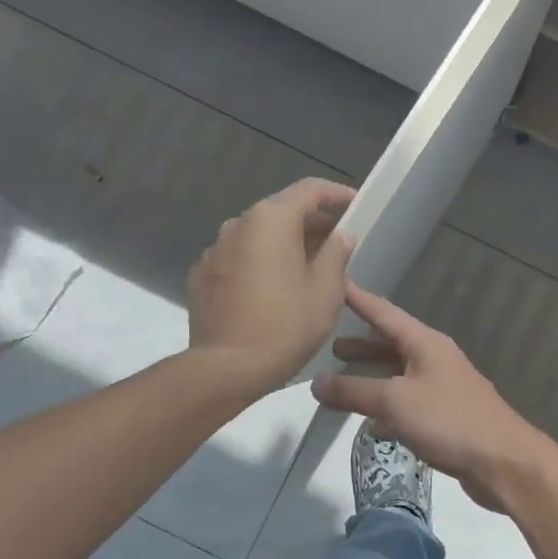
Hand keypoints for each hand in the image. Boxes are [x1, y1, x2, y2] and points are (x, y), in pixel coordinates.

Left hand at [187, 178, 355, 391]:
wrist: (226, 368)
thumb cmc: (286, 326)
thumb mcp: (326, 291)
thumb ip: (336, 254)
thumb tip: (340, 235)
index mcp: (271, 220)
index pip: (309, 190)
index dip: (336, 194)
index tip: (355, 205)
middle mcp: (238, 224)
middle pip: (281, 211)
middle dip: (311, 223)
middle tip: (336, 243)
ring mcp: (215, 249)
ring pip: (258, 236)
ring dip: (283, 244)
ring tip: (305, 268)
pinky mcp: (202, 275)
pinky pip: (239, 258)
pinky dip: (259, 263)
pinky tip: (272, 289)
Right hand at [312, 284, 547, 511]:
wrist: (503, 461)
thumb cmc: (449, 421)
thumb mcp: (394, 401)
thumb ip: (353, 391)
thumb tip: (316, 383)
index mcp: (425, 344)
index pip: (385, 313)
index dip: (359, 300)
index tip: (335, 284)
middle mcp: (436, 359)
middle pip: (392, 344)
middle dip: (362, 345)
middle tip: (330, 346)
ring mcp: (445, 388)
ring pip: (400, 375)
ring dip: (373, 377)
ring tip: (342, 382)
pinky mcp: (448, 417)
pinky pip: (410, 403)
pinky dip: (389, 407)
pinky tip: (372, 424)